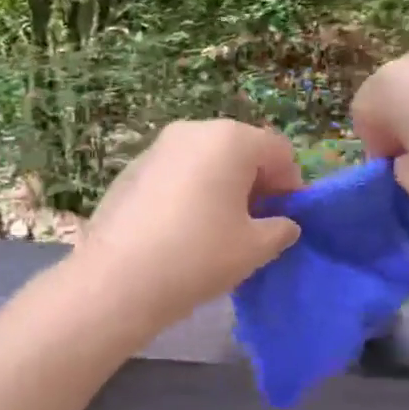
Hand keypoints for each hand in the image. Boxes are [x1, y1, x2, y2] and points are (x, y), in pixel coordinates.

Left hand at [73, 120, 302, 331]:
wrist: (117, 279)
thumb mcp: (255, 248)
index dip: (291, 186)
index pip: (278, 152)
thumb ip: (280, 229)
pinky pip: (177, 172)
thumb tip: (283, 223)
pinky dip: (190, 191)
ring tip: (217, 230)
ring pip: (206, 160)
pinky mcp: (132, 168)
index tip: (286, 221)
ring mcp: (158, 147)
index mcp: (231, 139)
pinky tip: (182, 230)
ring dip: (222, 186)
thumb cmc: (199, 255)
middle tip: (254, 225)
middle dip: (255, 183)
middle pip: (241, 150)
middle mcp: (194, 130)